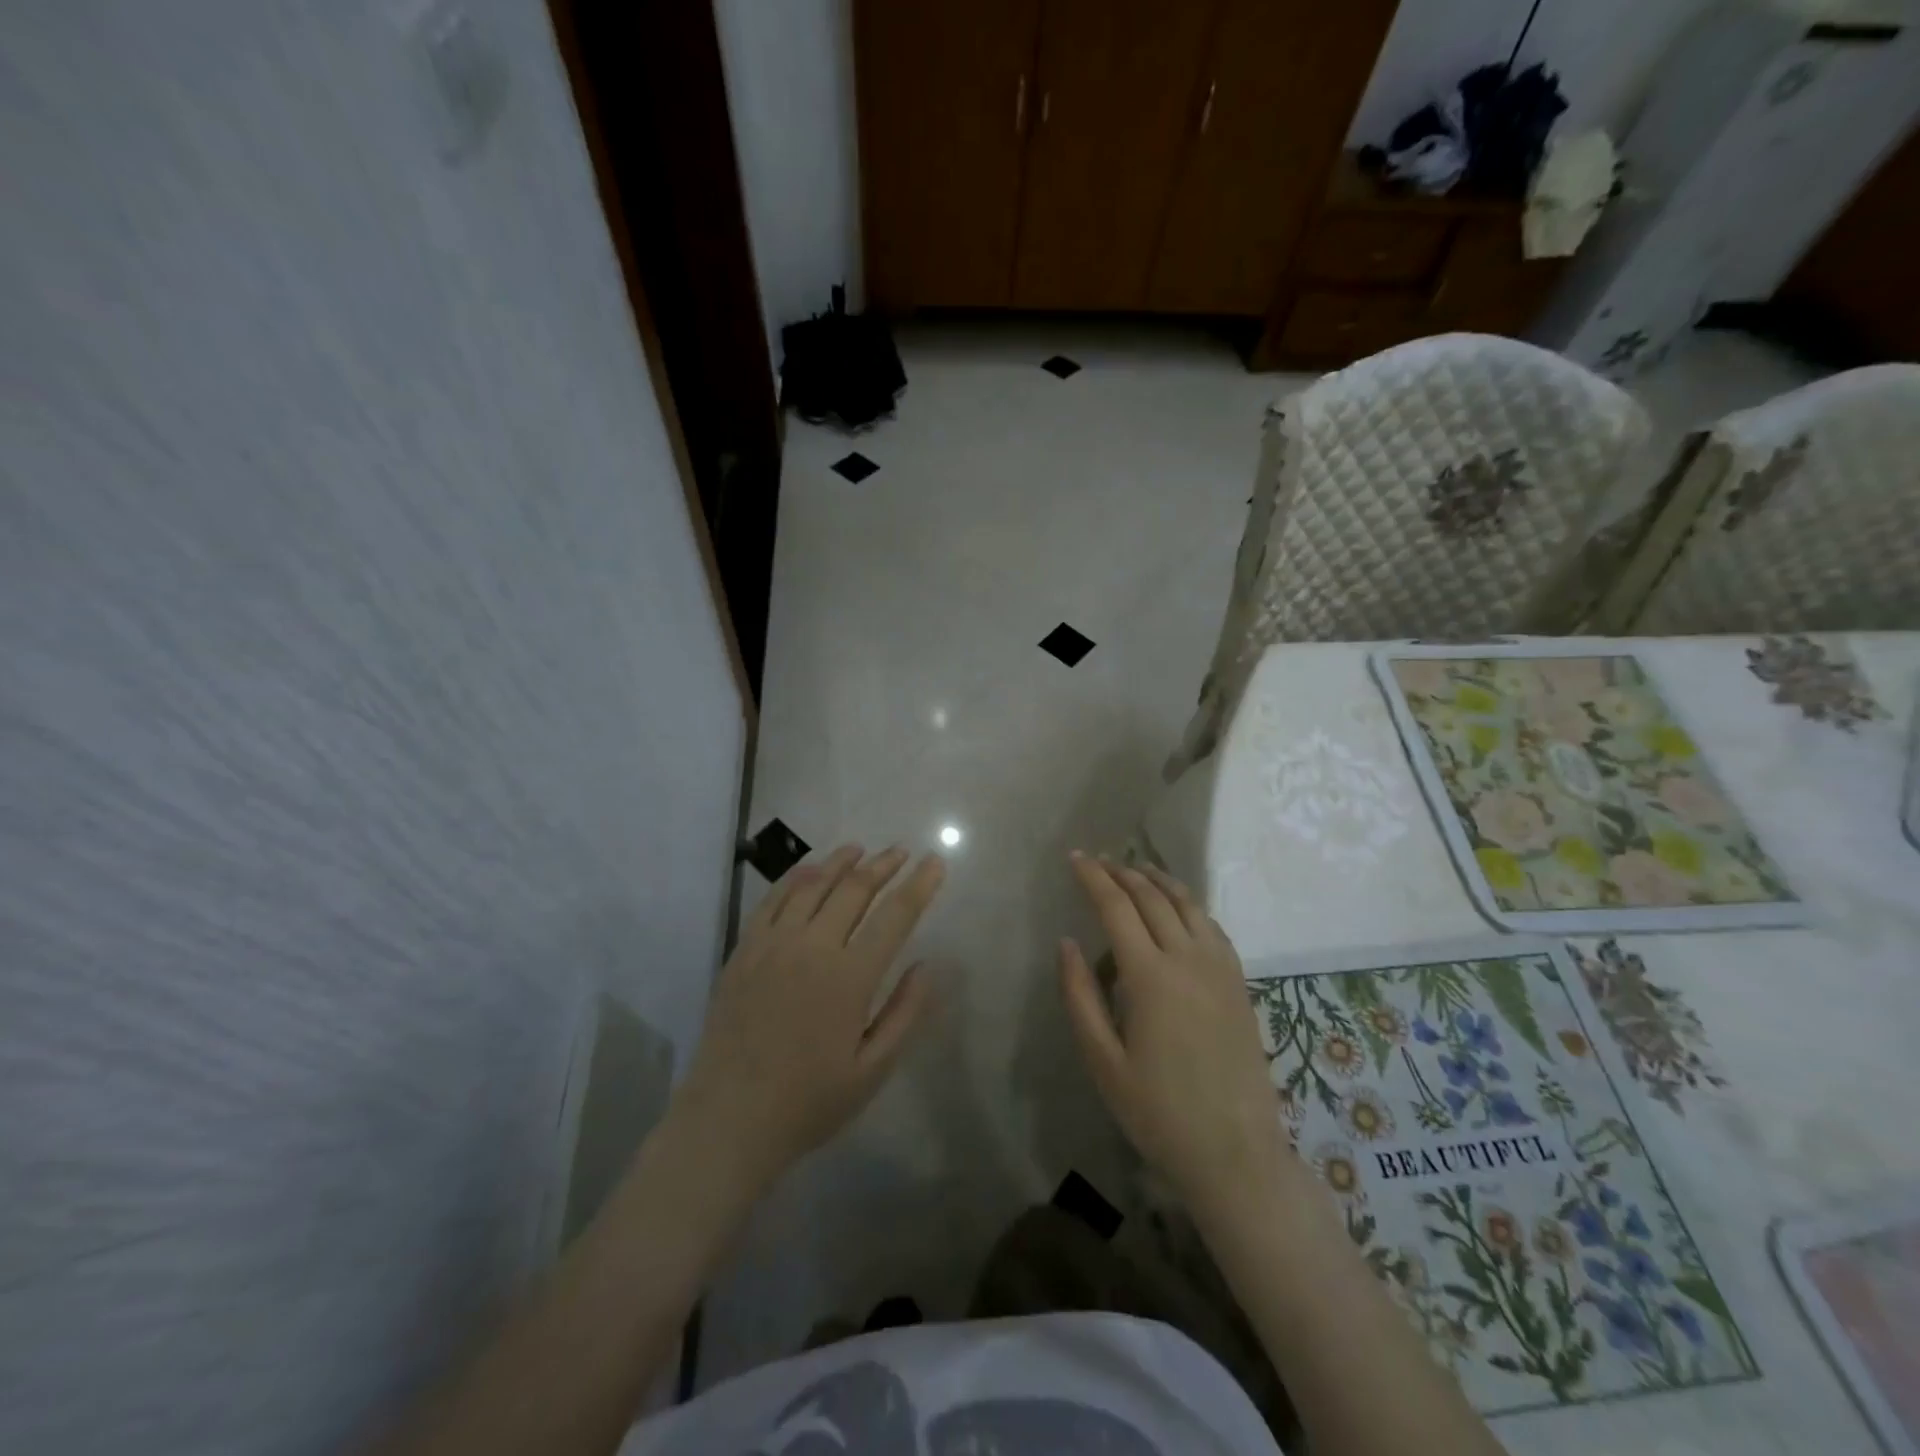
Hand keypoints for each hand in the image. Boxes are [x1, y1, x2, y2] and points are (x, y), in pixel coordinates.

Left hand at [671, 845, 946, 1189]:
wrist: (728, 1120)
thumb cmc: (809, 1101)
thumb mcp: (873, 1070)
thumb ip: (905, 1013)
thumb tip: (929, 964)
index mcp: (849, 978)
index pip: (894, 916)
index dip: (919, 885)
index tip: (935, 862)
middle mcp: (812, 947)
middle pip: (854, 889)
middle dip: (883, 865)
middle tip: (901, 852)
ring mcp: (773, 944)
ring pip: (812, 885)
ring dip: (840, 862)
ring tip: (860, 849)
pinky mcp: (744, 950)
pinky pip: (773, 900)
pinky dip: (796, 878)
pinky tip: (809, 871)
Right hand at [1059, 855, 1291, 1217]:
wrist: (1236, 1153)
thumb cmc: (1158, 1112)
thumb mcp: (1103, 1061)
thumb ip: (1080, 996)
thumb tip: (1068, 943)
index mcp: (1150, 976)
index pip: (1117, 907)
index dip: (1094, 878)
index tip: (1075, 858)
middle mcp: (1188, 959)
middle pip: (1152, 897)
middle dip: (1122, 873)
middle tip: (1099, 860)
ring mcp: (1220, 968)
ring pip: (1187, 904)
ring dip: (1158, 880)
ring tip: (1136, 869)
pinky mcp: (1239, 983)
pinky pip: (1212, 926)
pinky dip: (1189, 904)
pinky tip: (1178, 907)